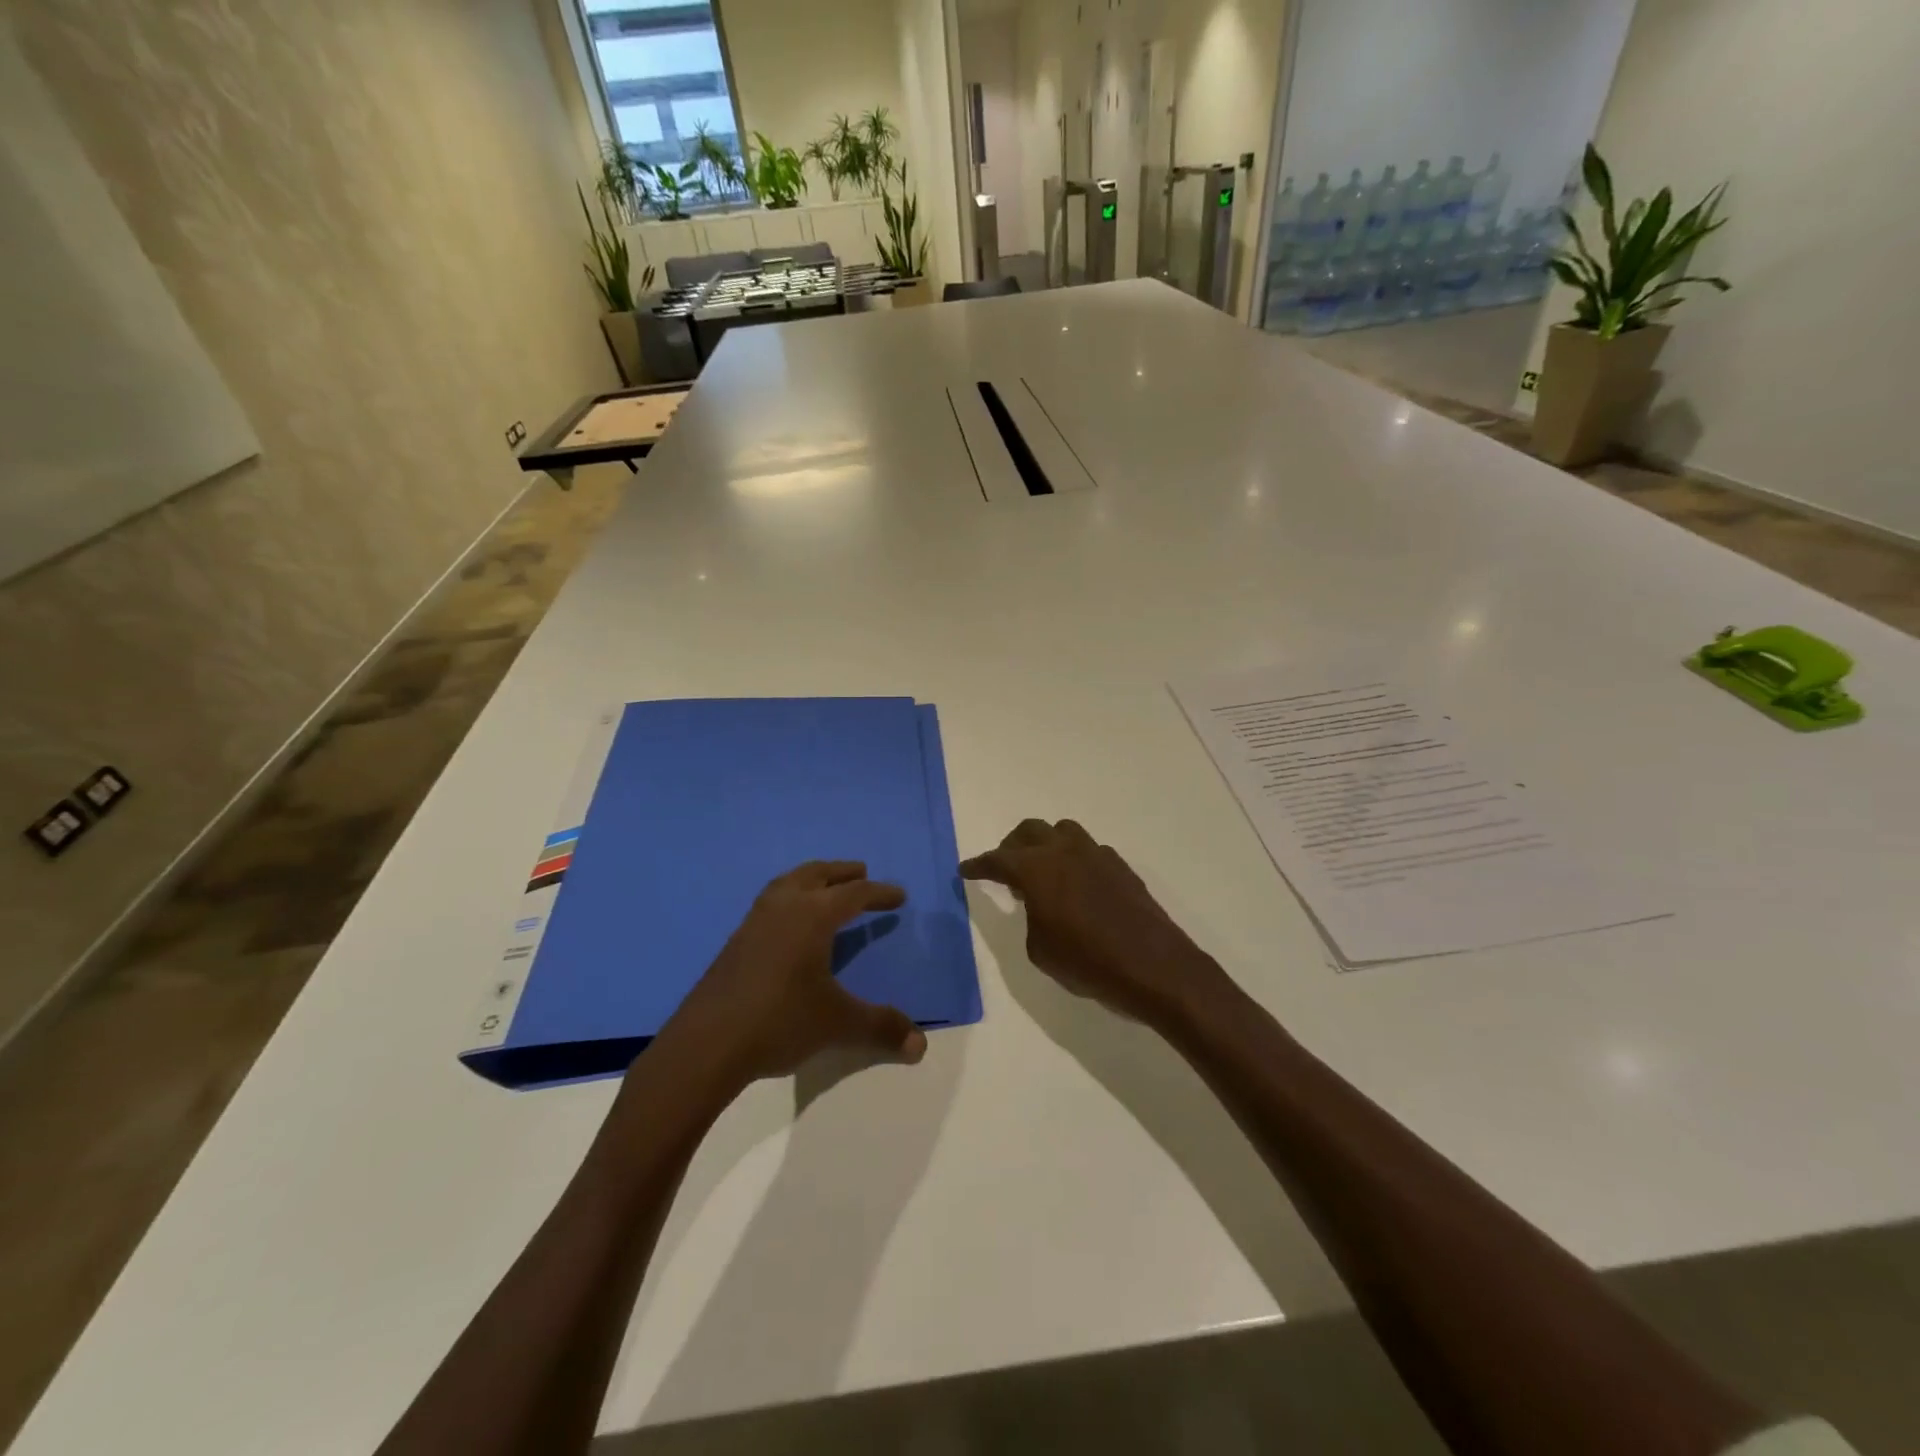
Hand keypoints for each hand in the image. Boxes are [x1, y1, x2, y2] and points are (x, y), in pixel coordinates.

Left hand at [664, 861, 927, 1085]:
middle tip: (862, 872)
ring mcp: (754, 922)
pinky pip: (770, 903)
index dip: (880, 894)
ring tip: (825, 888)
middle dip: (842, 872)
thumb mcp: (837, 1024)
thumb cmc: (780, 1022)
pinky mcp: (735, 942)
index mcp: (813, 916)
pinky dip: (789, 898)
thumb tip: (921, 1046)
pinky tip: (790, 924)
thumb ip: (880, 1028)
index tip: (899, 897)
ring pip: (787, 883)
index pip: (854, 894)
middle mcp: (783, 908)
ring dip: (811, 879)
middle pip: (816, 874)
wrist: (706, 1045)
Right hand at [961, 819, 1231, 1029]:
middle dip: (1011, 847)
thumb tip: (1036, 902)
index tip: (965, 870)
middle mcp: (1065, 851)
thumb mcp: (1040, 949)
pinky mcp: (1121, 867)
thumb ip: (1030, 917)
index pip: (998, 859)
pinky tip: (1076, 885)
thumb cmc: (1088, 962)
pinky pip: (1088, 850)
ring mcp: (1097, 854)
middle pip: (1030, 831)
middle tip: (1004, 868)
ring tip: (1041, 871)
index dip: (979, 865)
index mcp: (1037, 868)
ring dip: (1045, 844)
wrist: (1154, 967)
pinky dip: (1073, 859)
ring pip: (1062, 832)